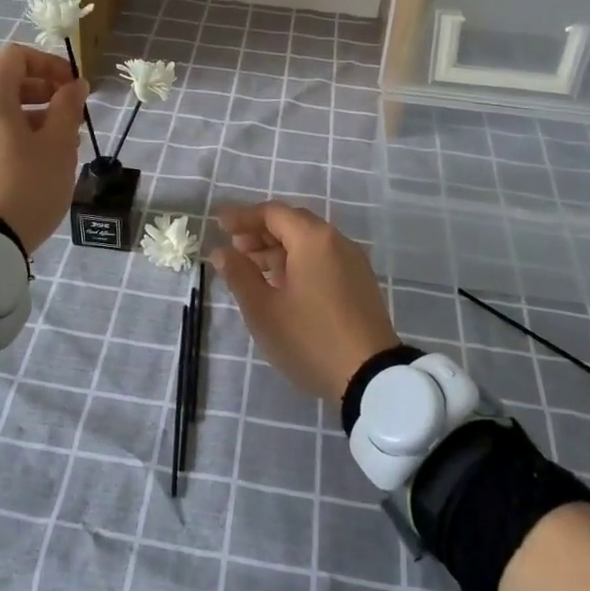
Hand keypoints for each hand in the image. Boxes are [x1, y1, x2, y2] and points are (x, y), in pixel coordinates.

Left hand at [0, 44, 89, 253]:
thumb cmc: (26, 185)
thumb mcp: (58, 144)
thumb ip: (68, 107)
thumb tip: (74, 85)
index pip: (16, 56)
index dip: (49, 64)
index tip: (74, 87)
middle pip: (6, 84)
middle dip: (44, 93)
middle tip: (72, 116)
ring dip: (31, 118)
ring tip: (60, 145)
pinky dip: (12, 137)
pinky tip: (34, 165)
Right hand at [211, 201, 399, 403]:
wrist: (371, 377)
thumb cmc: (310, 338)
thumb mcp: (264, 309)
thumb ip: (239, 274)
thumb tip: (221, 251)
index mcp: (313, 239)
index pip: (272, 213)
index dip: (242, 217)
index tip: (219, 225)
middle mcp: (336, 241)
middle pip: (293, 224)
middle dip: (260, 232)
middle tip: (234, 249)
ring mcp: (352, 262)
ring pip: (309, 243)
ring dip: (278, 249)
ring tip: (252, 270)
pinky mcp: (360, 282)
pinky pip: (323, 259)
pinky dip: (298, 262)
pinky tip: (281, 285)